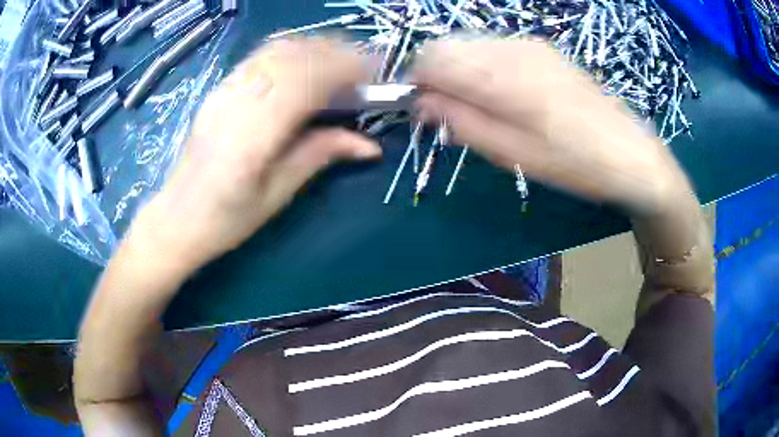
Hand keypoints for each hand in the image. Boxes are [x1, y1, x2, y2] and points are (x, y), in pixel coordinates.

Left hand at [135, 37, 380, 271]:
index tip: (377, 72)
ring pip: (278, 49)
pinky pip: (260, 55)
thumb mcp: (278, 193)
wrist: (177, 217)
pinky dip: (293, 50)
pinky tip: (306, 63)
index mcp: (253, 137)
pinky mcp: (219, 88)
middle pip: (295, 56)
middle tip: (366, 68)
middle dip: (339, 53)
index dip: (347, 68)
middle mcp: (237, 103)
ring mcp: (224, 91)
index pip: (306, 81)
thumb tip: (370, 145)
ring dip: (317, 47)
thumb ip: (321, 155)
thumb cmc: (227, 218)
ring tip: (342, 63)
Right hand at [411, 38, 689, 213]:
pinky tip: (505, 95)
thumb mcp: (513, 154)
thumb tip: (421, 102)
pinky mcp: (542, 49)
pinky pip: (493, 48)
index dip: (416, 81)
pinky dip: (482, 67)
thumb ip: (462, 122)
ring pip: (469, 44)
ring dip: (459, 71)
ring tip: (481, 107)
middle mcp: (511, 47)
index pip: (432, 57)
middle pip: (446, 45)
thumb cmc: (574, 164)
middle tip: (452, 111)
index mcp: (502, 74)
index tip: (424, 109)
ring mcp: (529, 44)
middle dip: (436, 74)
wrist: (631, 154)